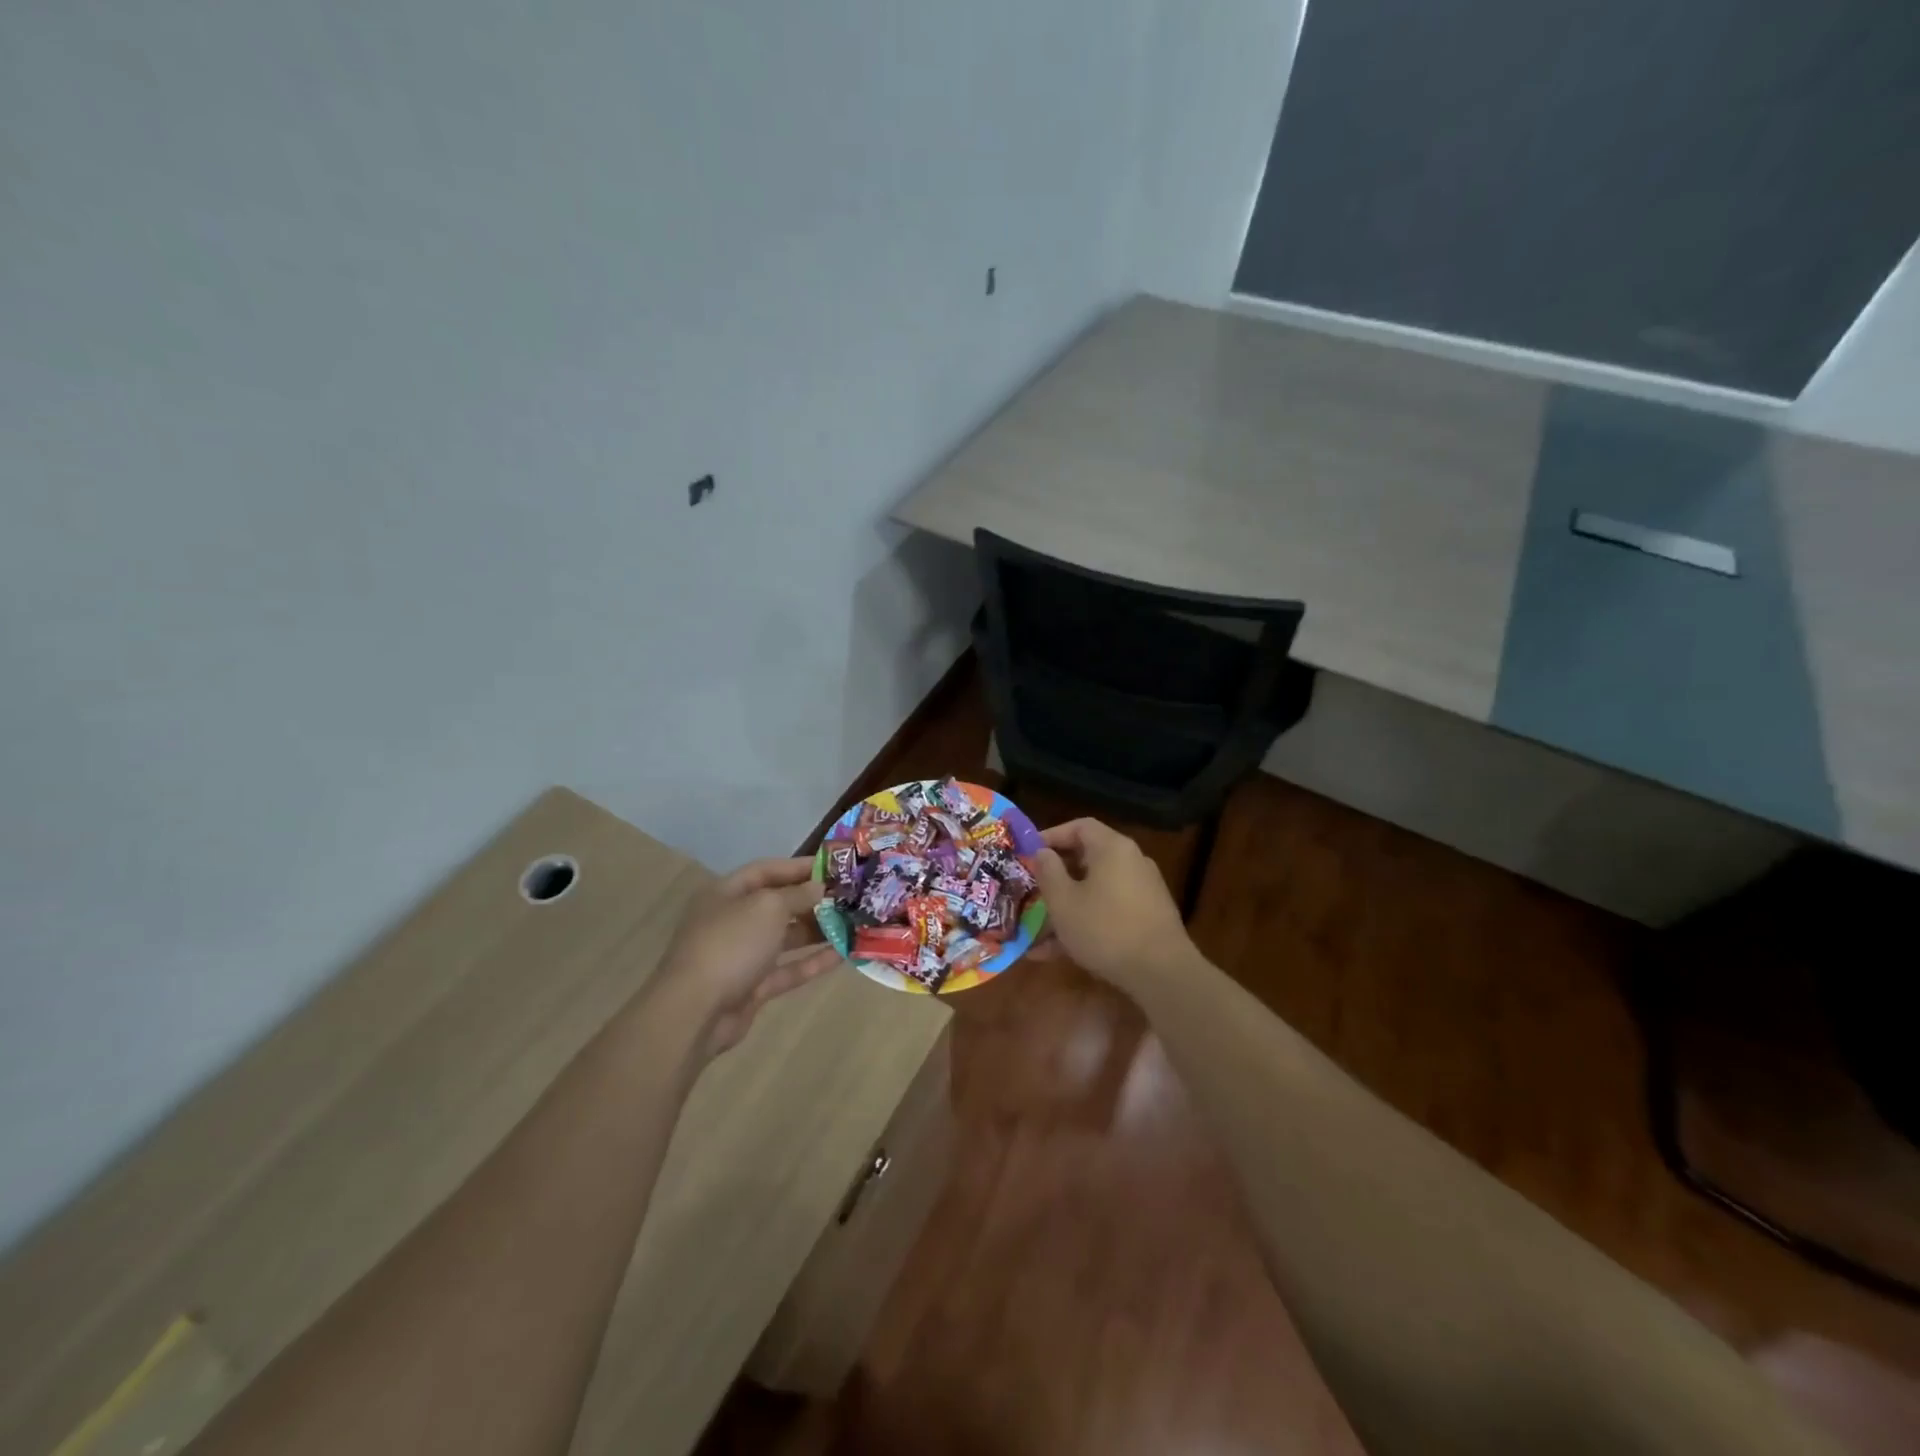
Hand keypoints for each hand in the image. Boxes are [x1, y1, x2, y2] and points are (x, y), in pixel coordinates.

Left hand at [654, 857, 840, 1058]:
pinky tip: (843, 955)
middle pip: (777, 904)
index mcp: (726, 893)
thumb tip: (819, 888)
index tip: (835, 868)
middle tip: (849, 898)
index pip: (766, 870)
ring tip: (852, 923)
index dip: (799, 867)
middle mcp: (732, 920)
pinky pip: (787, 969)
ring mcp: (742, 956)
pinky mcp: (752, 987)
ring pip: (785, 938)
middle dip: (812, 900)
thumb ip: (797, 894)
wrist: (695, 1012)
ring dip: (817, 930)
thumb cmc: (731, 944)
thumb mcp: (768, 907)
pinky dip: (812, 962)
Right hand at [1031, 818, 1197, 989]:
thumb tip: (1042, 852)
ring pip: (1095, 890)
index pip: (1080, 826)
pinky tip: (1058, 953)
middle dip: (1056, 876)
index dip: (1052, 835)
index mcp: (1112, 848)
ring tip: (1037, 932)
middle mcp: (1131, 862)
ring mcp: (1142, 891)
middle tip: (1032, 889)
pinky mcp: (1147, 917)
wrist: (1163, 974)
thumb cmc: (1105, 929)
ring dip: (1067, 907)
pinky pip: (1108, 911)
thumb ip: (1048, 871)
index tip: (1029, 853)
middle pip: (1088, 858)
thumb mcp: (1064, 901)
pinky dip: (1085, 923)